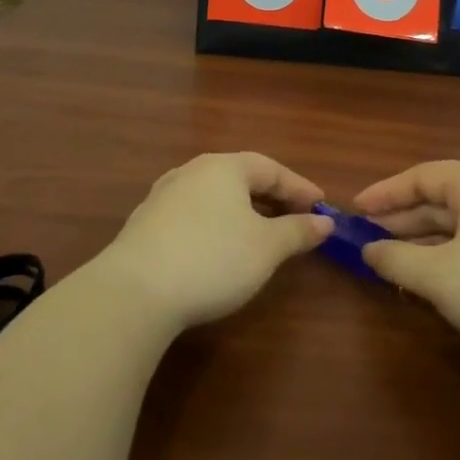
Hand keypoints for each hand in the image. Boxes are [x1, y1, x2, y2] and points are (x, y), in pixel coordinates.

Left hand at [91, 152, 332, 334]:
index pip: (271, 168)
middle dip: (271, 198)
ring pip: (214, 197)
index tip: (321, 206)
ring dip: (242, 211)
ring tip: (261, 233)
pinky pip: (193, 215)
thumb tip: (324, 221)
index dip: (299, 187)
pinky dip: (216, 225)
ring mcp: (163, 197)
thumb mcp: (266, 248)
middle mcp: (190, 172)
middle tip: (296, 218)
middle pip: (240, 178)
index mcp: (223, 167)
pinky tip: (219, 248)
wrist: (134, 292)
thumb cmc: (213, 259)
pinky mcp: (145, 225)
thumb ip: (297, 231)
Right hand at [355, 161, 459, 366]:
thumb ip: (395, 258)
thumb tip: (369, 249)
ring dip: (427, 239)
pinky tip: (439, 278)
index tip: (356, 210)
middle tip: (370, 238)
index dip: (386, 192)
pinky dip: (452, 253)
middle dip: (404, 218)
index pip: (423, 176)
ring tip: (397, 259)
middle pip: (443, 198)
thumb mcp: (436, 275)